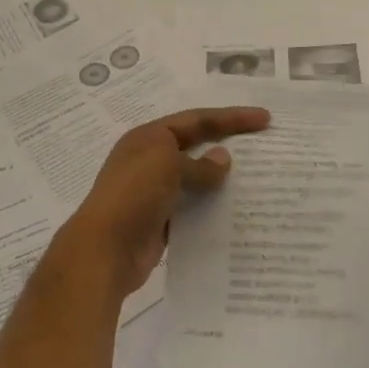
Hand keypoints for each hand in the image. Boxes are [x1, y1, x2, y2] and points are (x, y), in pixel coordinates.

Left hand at [59, 107, 271, 299]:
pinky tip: (236, 210)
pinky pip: (193, 208)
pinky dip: (212, 207)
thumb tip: (223, 159)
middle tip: (264, 144)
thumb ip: (199, 164)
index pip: (196, 120)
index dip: (231, 117)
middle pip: (197, 146)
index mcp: (149, 138)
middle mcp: (150, 161)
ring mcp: (155, 192)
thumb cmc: (133, 196)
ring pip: (196, 179)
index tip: (264, 119)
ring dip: (222, 179)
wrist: (104, 251)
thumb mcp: (167, 167)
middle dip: (228, 144)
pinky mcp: (161, 221)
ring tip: (258, 179)